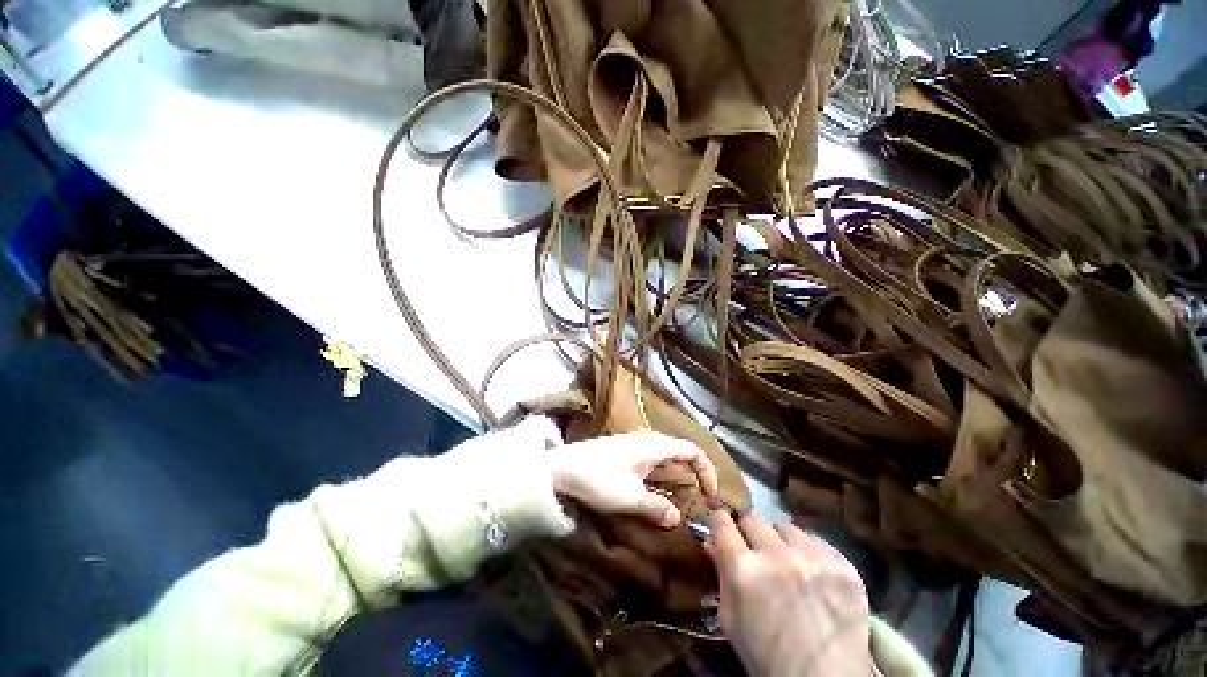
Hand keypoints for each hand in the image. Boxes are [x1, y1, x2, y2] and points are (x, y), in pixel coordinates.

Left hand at [548, 431, 718, 527]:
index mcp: (655, 445)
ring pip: (665, 460)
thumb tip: (676, 517)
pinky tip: (657, 494)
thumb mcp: (630, 497)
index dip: (707, 470)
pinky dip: (661, 478)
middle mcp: (648, 441)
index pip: (692, 450)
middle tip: (702, 501)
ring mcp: (635, 446)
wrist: (561, 468)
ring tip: (683, 502)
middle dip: (694, 475)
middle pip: (680, 454)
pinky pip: (652, 464)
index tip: (712, 495)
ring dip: (676, 479)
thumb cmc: (599, 479)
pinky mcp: (624, 454)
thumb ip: (657, 507)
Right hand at [707, 511, 871, 676]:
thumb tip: (710, 541)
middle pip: (753, 518)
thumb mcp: (731, 619)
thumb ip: (720, 574)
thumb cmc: (767, 655)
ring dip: (781, 541)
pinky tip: (812, 574)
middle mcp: (776, 556)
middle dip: (749, 531)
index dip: (719, 520)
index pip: (722, 521)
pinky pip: (817, 541)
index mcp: (743, 570)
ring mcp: (813, 558)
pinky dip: (810, 552)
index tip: (721, 523)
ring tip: (788, 563)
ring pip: (786, 526)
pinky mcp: (843, 566)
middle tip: (755, 550)